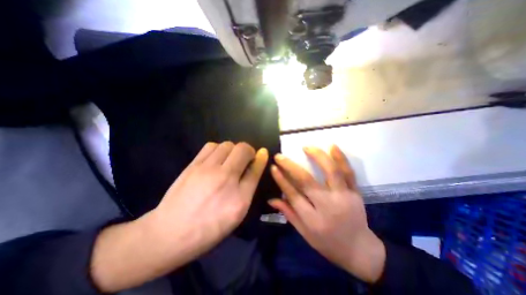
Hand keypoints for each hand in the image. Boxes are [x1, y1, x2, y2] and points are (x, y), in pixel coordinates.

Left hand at [90, 142, 267, 290]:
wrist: (170, 232)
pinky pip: (211, 146)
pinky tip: (216, 159)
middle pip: (243, 149)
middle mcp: (225, 179)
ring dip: (233, 150)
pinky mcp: (193, 165)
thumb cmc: (210, 227)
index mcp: (240, 198)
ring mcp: (207, 170)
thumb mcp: (237, 213)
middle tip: (244, 160)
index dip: (261, 158)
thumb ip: (248, 187)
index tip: (263, 153)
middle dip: (248, 151)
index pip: (256, 168)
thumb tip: (256, 165)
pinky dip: (218, 149)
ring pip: (227, 145)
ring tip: (229, 160)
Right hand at [268, 146, 384, 283]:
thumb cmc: (328, 243)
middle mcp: (328, 206)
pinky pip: (348, 172)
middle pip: (307, 181)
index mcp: (313, 219)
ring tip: (306, 147)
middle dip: (290, 166)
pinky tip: (332, 146)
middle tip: (280, 156)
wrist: (361, 249)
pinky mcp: (355, 192)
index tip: (273, 167)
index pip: (293, 195)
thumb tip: (271, 199)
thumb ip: (288, 213)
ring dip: (317, 156)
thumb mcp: (304, 233)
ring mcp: (344, 197)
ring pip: (330, 172)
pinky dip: (341, 158)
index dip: (281, 179)